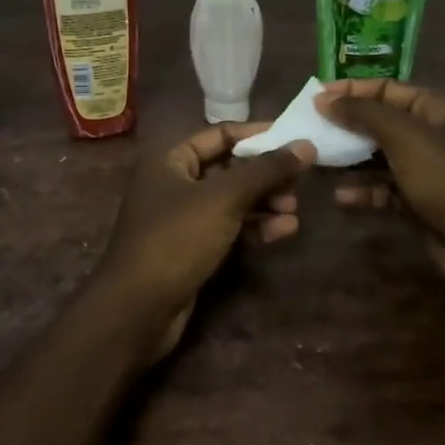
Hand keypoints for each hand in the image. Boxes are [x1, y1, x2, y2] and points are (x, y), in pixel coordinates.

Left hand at [94, 123, 315, 358]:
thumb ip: (266, 170)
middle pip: (228, 168)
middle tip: (299, 182)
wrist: (138, 309)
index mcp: (169, 159)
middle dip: (264, 175)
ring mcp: (181, 219)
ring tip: (294, 208)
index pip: (220, 134)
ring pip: (231, 201)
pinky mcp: (192, 249)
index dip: (257, 135)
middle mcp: (173, 183)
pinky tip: (284, 230)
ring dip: (264, 202)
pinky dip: (254, 227)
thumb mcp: (224, 198)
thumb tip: (306, 145)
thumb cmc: (176, 238)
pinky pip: (229, 228)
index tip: (294, 139)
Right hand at [316, 79, 444, 302]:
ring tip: (317, 161)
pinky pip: (384, 192)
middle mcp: (429, 137)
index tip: (314, 98)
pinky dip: (363, 193)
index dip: (351, 90)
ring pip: (378, 158)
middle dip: (346, 125)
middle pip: (380, 123)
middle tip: (308, 130)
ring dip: (349, 159)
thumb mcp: (406, 139)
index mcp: (434, 111)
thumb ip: (364, 114)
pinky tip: (341, 198)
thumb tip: (324, 99)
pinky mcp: (419, 206)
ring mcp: (425, 173)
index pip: (386, 89)